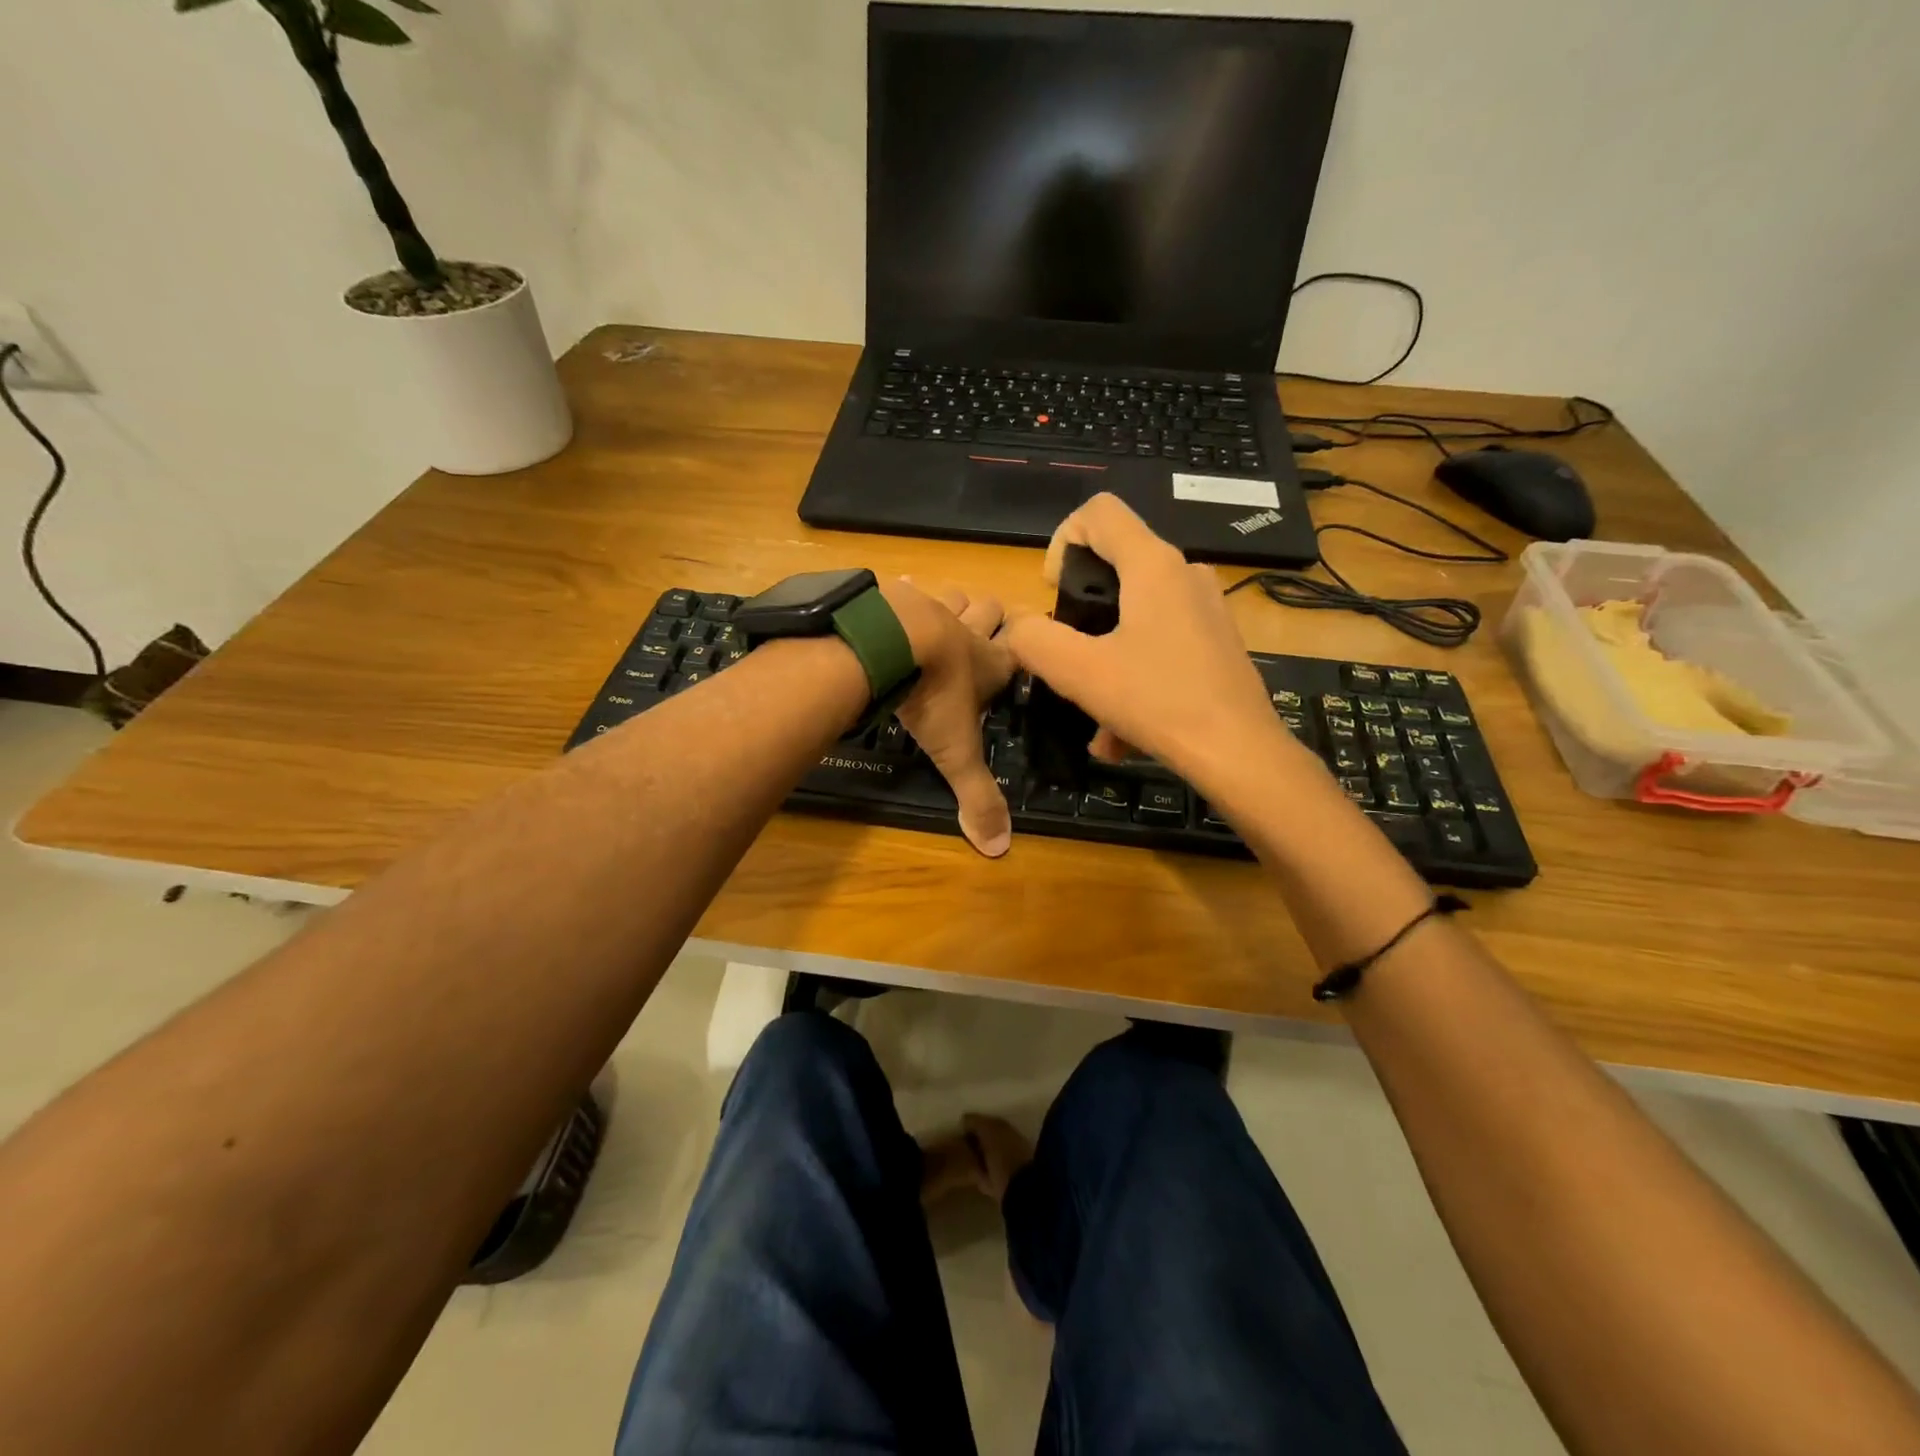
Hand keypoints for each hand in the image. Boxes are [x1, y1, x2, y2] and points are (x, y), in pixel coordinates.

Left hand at [878, 578, 1017, 857]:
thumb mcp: (956, 752)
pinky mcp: (895, 595)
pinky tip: (895, 597)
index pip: (1019, 651)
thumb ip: (977, 796)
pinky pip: (905, 586)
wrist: (889, 643)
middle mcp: (966, 629)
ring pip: (953, 594)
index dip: (1025, 649)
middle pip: (990, 610)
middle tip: (985, 629)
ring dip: (952, 603)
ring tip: (943, 616)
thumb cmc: (933, 696)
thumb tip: (999, 849)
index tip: (1027, 648)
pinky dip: (903, 592)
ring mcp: (930, 606)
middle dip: (991, 617)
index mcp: (989, 663)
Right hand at [999, 494, 1296, 798]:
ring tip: (1092, 713)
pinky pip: (1159, 646)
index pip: (1099, 512)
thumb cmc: (1158, 702)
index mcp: (1153, 565)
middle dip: (1080, 610)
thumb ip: (1036, 641)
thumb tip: (1019, 627)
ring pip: (1135, 616)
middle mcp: (1184, 574)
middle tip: (1067, 655)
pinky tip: (1120, 735)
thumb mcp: (1080, 673)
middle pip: (1115, 565)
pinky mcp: (1215, 643)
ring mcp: (1205, 609)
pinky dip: (1133, 678)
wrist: (1240, 754)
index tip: (1053, 594)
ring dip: (1104, 658)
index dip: (1062, 540)